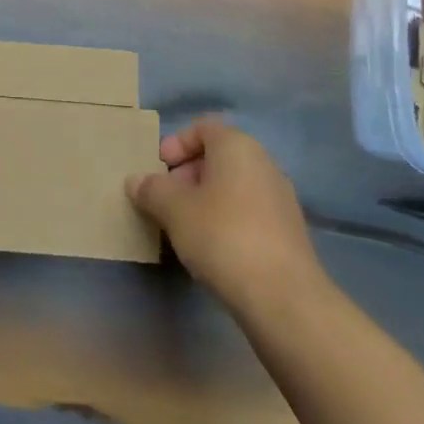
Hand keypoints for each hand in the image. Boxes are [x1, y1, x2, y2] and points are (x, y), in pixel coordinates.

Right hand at [127, 119, 328, 317]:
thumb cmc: (222, 235)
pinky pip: (248, 211)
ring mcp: (280, 198)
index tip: (158, 167)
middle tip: (165, 199)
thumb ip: (152, 189)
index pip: (203, 128)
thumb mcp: (173, 209)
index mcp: (237, 147)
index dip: (176, 143)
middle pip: (218, 157)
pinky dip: (226, 219)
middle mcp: (264, 164)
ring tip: (183, 226)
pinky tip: (211, 247)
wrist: (282, 296)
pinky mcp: (287, 232)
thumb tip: (136, 181)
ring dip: (205, 199)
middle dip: (187, 173)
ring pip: (233, 186)